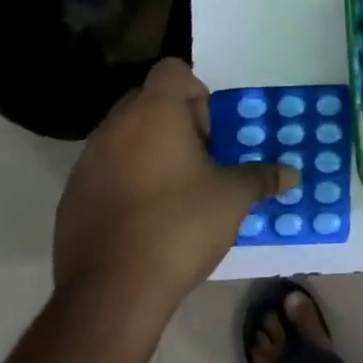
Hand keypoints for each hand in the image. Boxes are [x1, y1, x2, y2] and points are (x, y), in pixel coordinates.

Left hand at [53, 59, 294, 319]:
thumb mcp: (233, 199)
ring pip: (123, 137)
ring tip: (176, 190)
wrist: (112, 292)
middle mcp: (114, 128)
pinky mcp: (71, 198)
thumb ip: (261, 178)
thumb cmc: (180, 227)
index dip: (197, 91)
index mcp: (154, 114)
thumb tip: (291, 174)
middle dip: (175, 121)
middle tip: (201, 158)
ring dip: (149, 151)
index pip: (172, 70)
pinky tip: (146, 219)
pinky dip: (126, 181)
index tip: (212, 131)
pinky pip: (105, 172)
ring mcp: (86, 163)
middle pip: (146, 101)